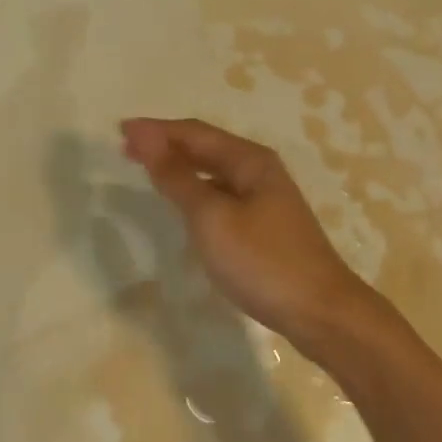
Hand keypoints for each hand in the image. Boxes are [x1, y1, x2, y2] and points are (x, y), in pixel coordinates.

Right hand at [119, 117, 377, 352]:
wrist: (320, 311)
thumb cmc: (262, 261)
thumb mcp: (212, 218)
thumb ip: (178, 178)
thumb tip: (148, 138)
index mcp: (249, 160)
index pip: (195, 133)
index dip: (157, 130)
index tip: (120, 131)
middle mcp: (259, 170)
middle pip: (206, 147)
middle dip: (167, 143)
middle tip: (127, 147)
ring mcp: (266, 198)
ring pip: (214, 171)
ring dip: (180, 166)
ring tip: (148, 168)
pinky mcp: (266, 225)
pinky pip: (222, 193)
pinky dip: (196, 189)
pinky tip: (185, 202)